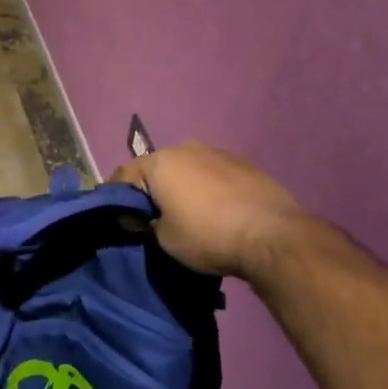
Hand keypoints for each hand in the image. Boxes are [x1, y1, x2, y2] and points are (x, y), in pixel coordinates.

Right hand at [112, 142, 311, 282]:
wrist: (271, 234)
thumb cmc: (208, 236)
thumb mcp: (165, 240)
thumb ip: (145, 224)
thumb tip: (138, 217)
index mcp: (160, 162)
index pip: (124, 174)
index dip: (115, 196)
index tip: (116, 216)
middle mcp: (185, 148)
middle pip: (157, 168)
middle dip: (151, 189)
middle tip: (151, 217)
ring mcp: (217, 151)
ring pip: (187, 168)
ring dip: (181, 186)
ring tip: (187, 213)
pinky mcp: (243, 162)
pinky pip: (212, 173)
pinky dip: (207, 187)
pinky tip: (216, 209)